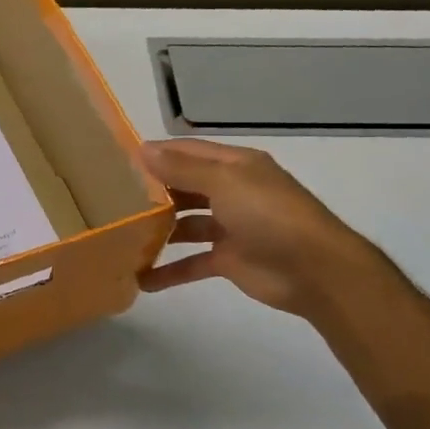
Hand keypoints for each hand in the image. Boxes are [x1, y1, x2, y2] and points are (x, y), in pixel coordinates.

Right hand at [138, 140, 379, 316]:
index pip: (188, 152)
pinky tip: (142, 279)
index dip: (157, 154)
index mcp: (235, 166)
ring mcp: (231, 227)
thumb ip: (183, 168)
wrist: (316, 270)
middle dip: (153, 192)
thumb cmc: (270, 215)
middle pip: (185, 187)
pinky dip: (170, 271)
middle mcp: (232, 192)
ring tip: (122, 236)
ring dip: (158, 231)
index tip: (118, 161)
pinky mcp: (229, 260)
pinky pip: (192, 262)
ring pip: (186, 224)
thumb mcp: (225, 182)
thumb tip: (143, 149)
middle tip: (113, 200)